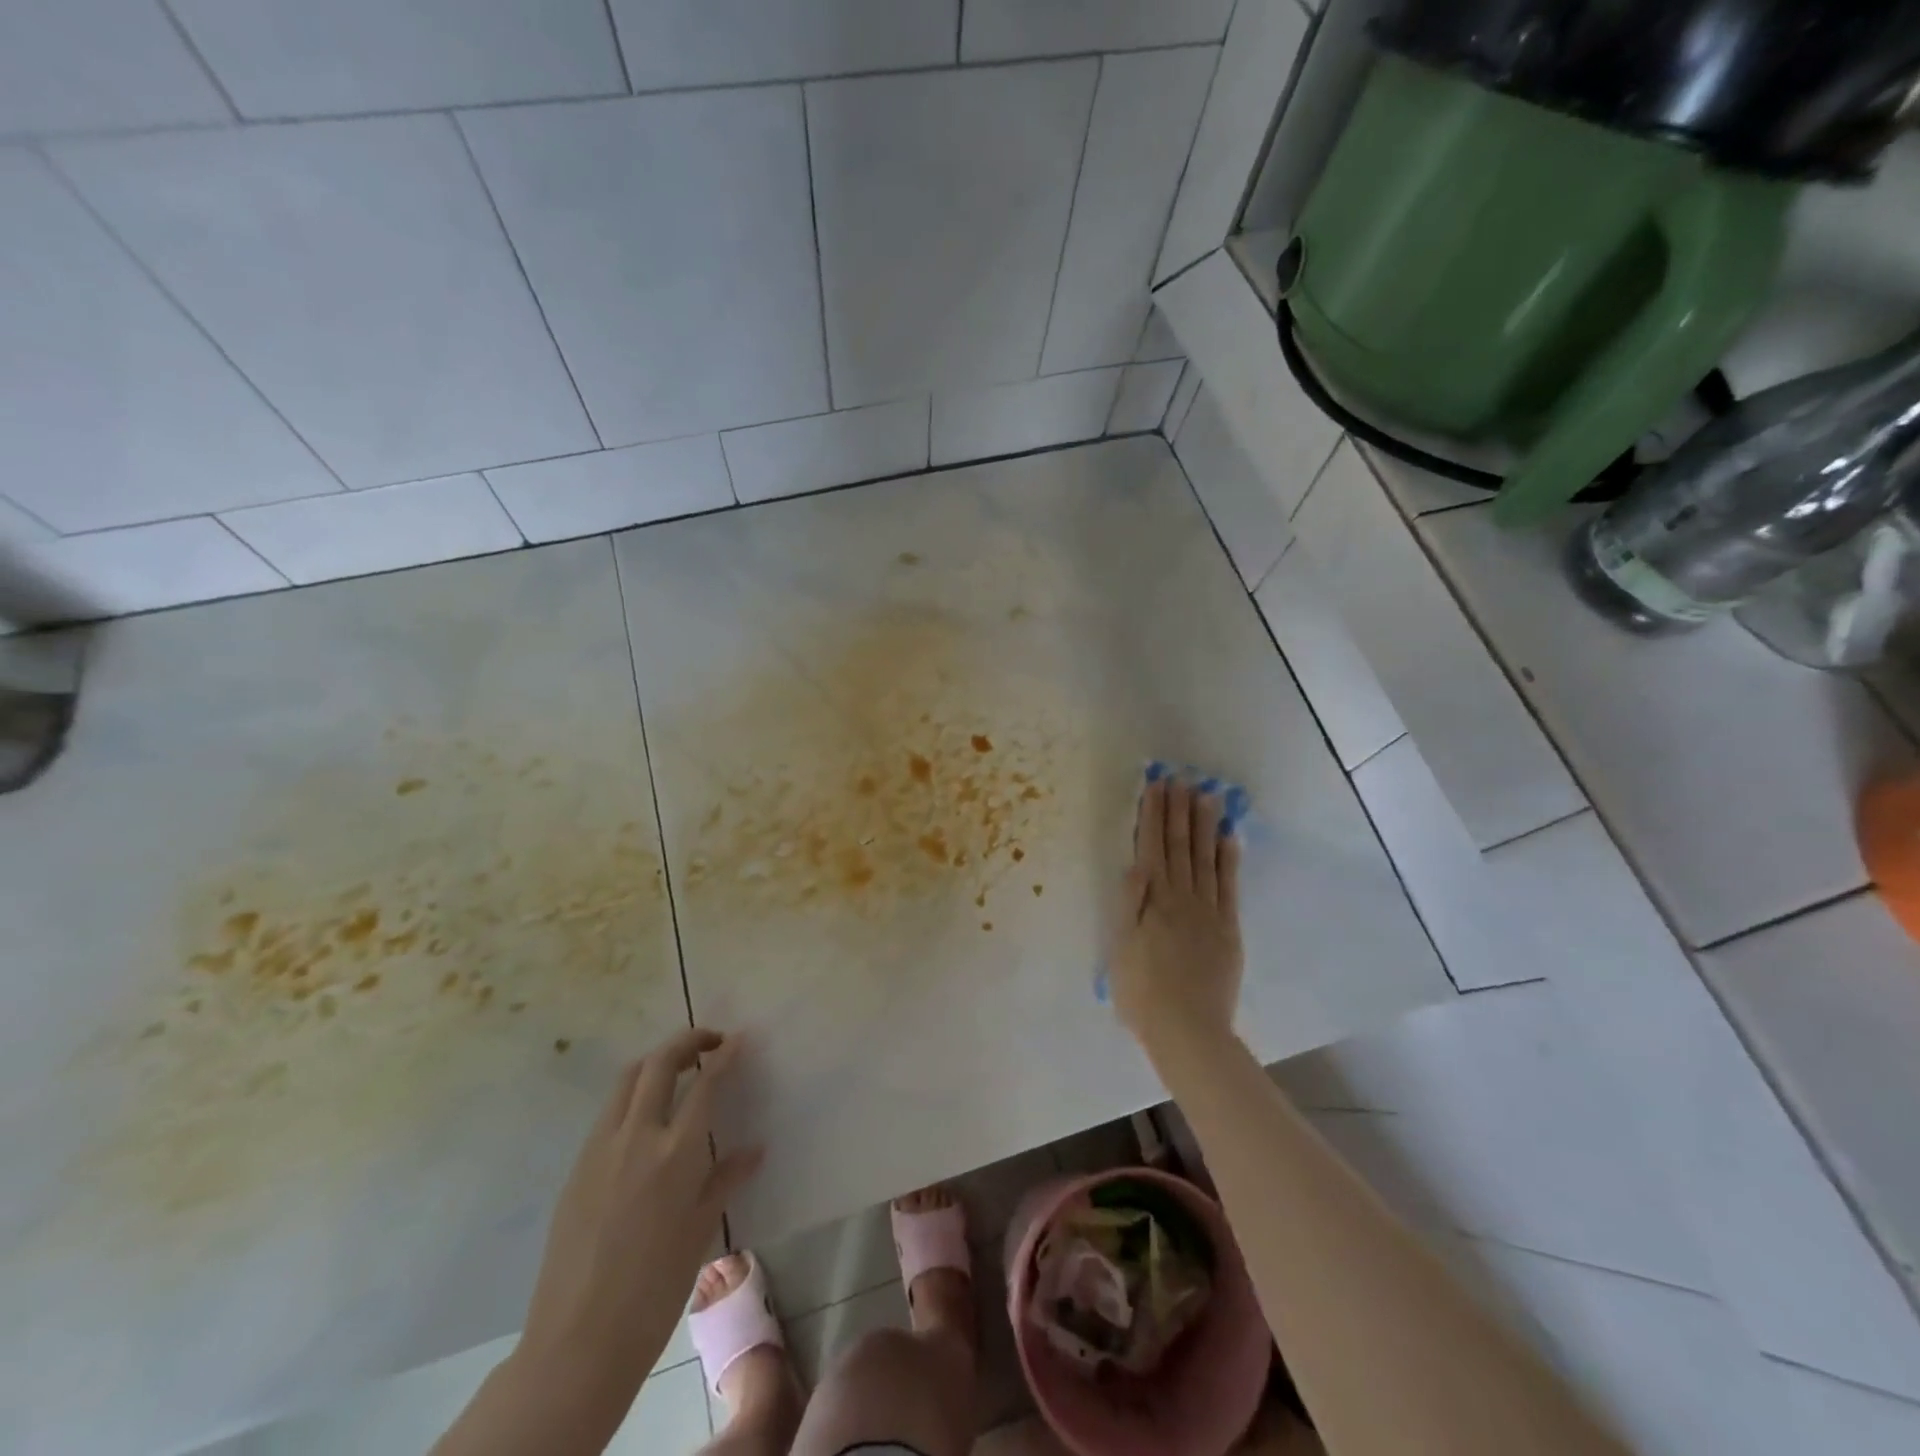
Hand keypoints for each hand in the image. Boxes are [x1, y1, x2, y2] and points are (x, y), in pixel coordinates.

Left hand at [516, 1028, 762, 1402]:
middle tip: (709, 1042)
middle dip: (687, 1041)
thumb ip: (725, 1179)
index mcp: (676, 1153)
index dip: (724, 1054)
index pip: (705, 1083)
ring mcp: (601, 1148)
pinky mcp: (577, 1167)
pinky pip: (608, 1113)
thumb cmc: (654, 1289)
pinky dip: (632, 1096)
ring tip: (677, 1070)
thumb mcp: (699, 1230)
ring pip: (627, 1080)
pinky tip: (645, 1120)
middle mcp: (637, 1137)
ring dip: (655, 1062)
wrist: (578, 1342)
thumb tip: (754, 1150)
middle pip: (659, 1063)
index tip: (739, 1039)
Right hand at [1109, 774, 1242, 1064]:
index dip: (1153, 815)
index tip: (1156, 786)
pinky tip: (1230, 838)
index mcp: (1153, 901)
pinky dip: (1229, 859)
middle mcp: (1182, 897)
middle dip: (1178, 810)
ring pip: (1206, 858)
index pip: (1152, 847)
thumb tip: (1136, 863)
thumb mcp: (1120, 948)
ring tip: (1207, 795)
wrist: (1188, 1030)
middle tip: (1180, 778)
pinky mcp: (1228, 928)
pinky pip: (1229, 886)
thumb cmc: (1142, 993)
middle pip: (1180, 846)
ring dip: (1205, 825)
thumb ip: (1130, 904)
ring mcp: (1209, 911)